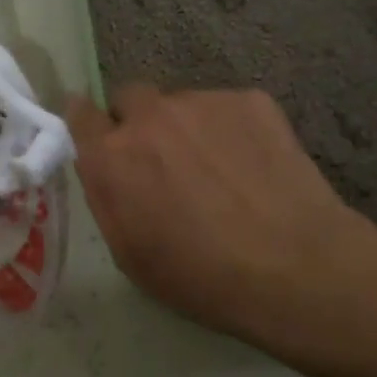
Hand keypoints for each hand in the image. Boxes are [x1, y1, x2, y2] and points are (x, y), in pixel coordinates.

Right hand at [67, 85, 376, 336]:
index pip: (80, 113)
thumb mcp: (129, 252)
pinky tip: (254, 166)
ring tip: (222, 170)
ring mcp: (202, 102)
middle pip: (130, 98)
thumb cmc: (201, 277)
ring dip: (188, 128)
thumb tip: (103, 164)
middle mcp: (150, 116)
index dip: (89, 123)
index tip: (100, 134)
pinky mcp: (249, 99)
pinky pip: (226, 108)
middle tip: (165, 160)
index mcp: (112, 156)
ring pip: (182, 105)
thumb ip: (106, 195)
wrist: (295, 267)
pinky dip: (231, 130)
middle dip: (139, 123)